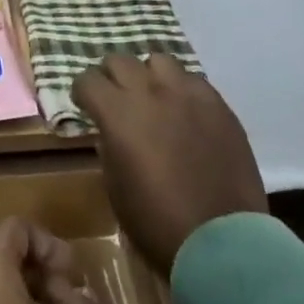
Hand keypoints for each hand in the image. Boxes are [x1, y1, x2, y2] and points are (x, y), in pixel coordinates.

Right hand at [72, 53, 267, 276]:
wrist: (221, 242)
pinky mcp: (218, 105)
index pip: (87, 80)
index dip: (82, 92)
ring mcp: (188, 94)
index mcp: (118, 113)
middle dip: (111, 77)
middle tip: (116, 99)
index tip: (85, 105)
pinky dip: (182, 90)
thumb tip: (110, 131)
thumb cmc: (157, 222)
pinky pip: (193, 81)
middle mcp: (150, 92)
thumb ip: (109, 147)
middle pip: (119, 60)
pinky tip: (186, 113)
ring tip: (154, 99)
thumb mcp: (115, 187)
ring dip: (149, 77)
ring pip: (159, 61)